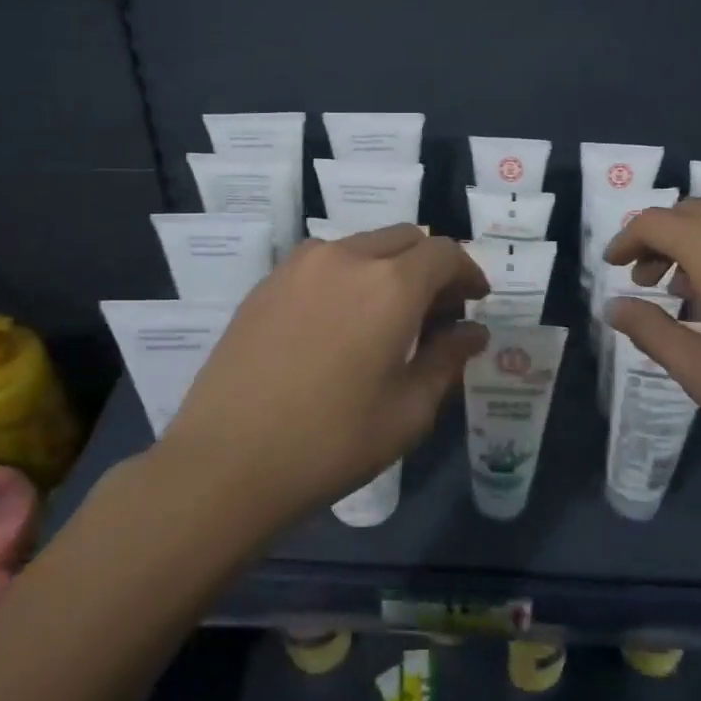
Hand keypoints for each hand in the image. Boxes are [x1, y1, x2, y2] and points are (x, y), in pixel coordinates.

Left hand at [157, 225, 489, 528]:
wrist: (226, 461)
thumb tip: (473, 333)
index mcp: (390, 285)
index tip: (474, 301)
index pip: (444, 253)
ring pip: (363, 245)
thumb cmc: (330, 443)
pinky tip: (341, 322)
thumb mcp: (407, 411)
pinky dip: (349, 275)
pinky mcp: (269, 281)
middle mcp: (346, 257)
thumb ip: (447, 360)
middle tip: (436, 313)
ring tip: (387, 317)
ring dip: (388, 267)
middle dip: (431, 266)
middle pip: (405, 239)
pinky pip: (325, 261)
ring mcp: (301, 265)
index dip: (467, 272)